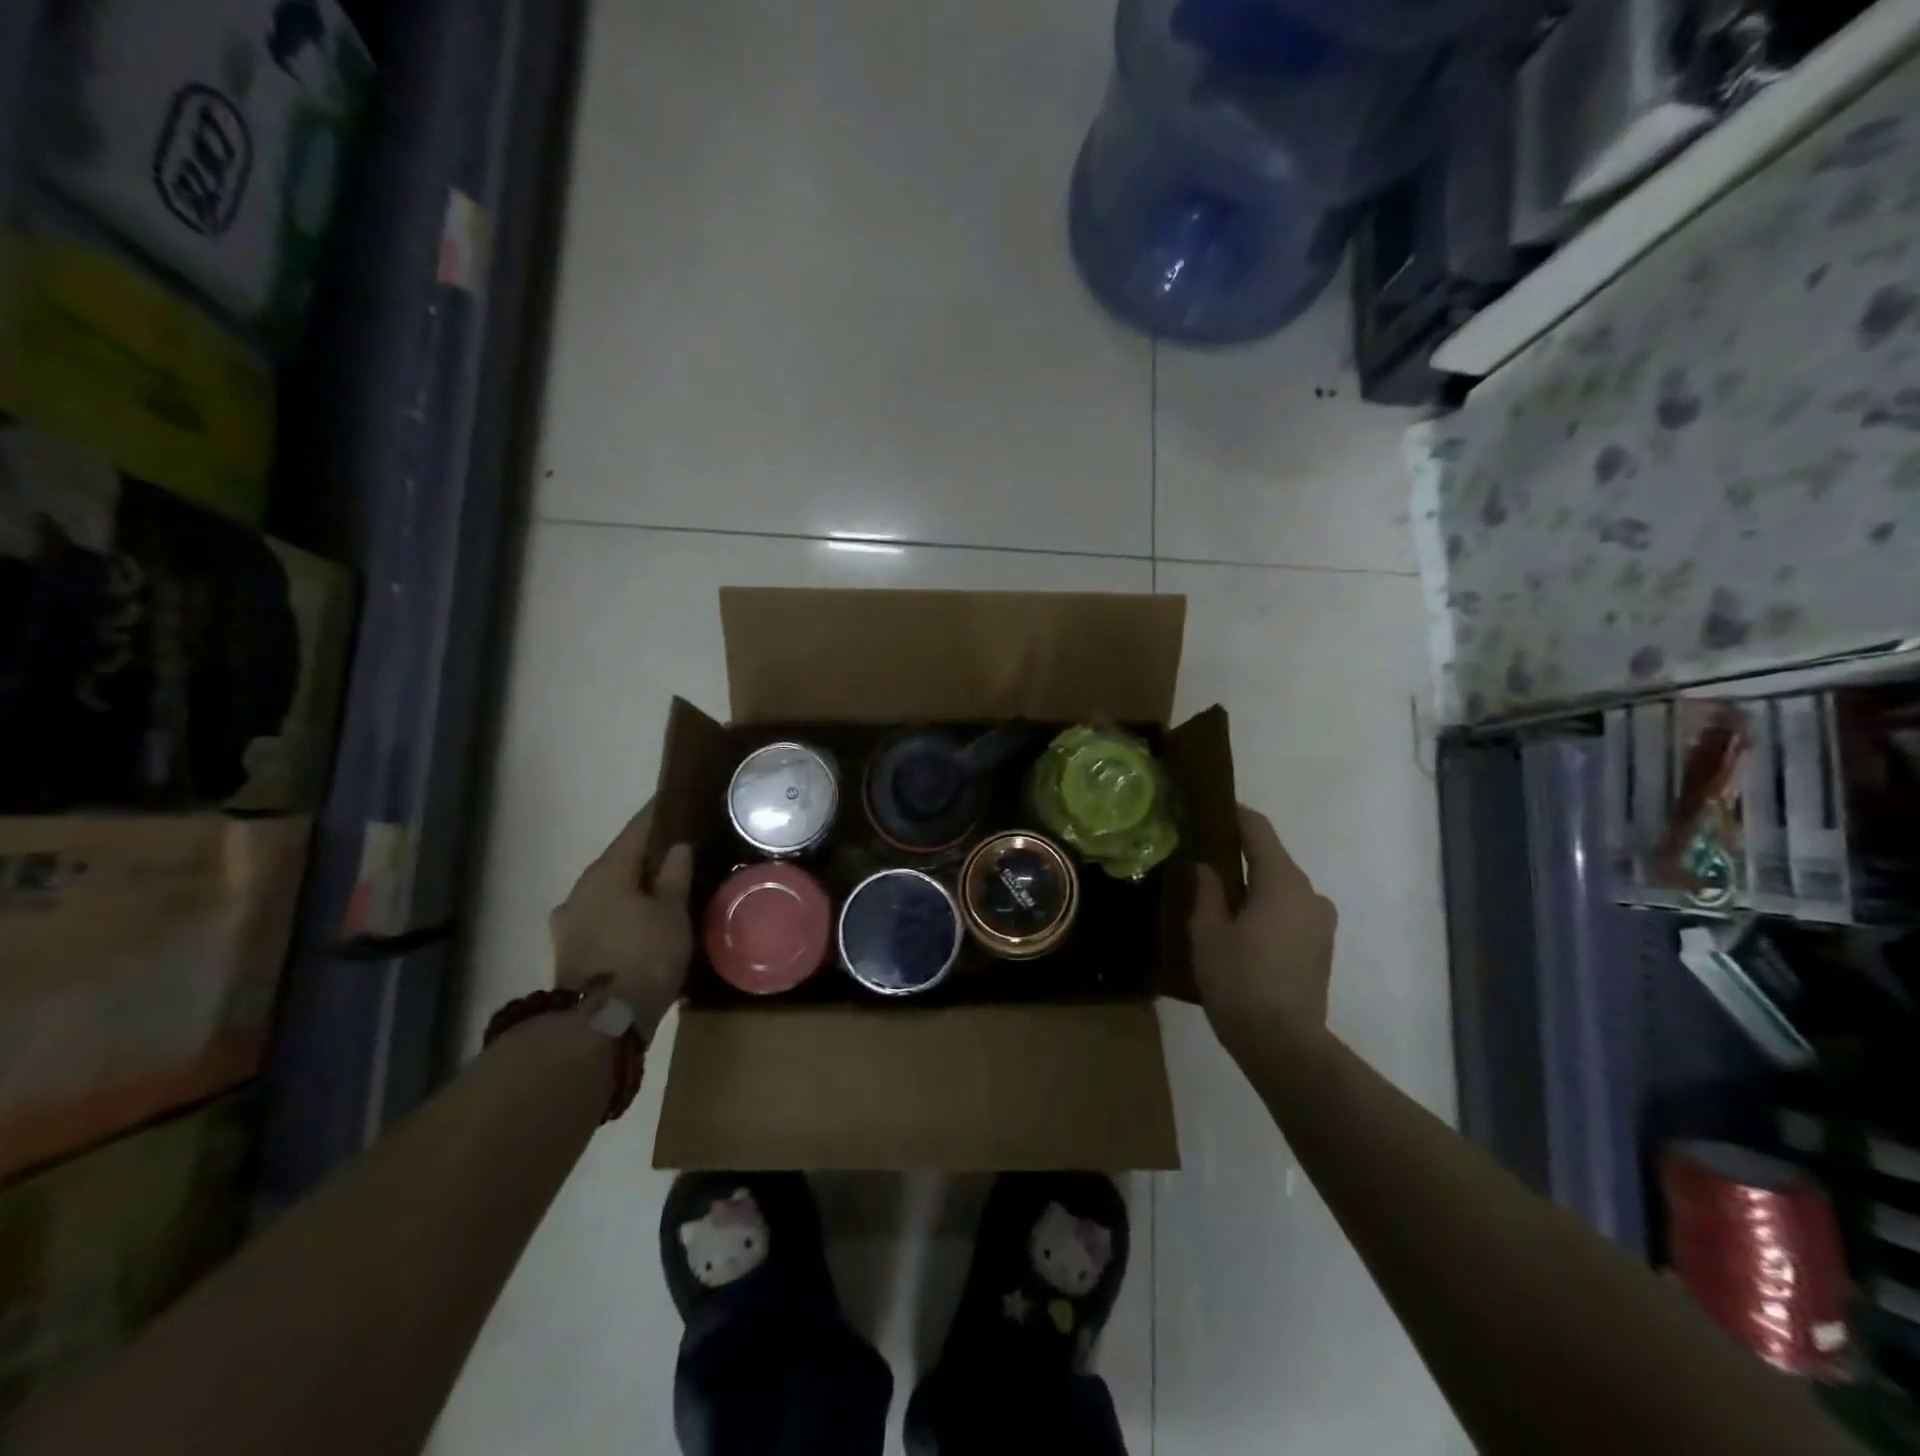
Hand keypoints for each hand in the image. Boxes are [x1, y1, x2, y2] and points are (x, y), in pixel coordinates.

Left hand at [549, 800, 693, 1036]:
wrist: (598, 1023)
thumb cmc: (643, 957)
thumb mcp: (672, 912)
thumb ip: (674, 875)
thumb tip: (677, 846)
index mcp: (607, 871)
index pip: (636, 830)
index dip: (657, 814)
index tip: (673, 800)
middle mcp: (581, 889)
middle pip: (620, 861)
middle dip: (646, 854)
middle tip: (678, 849)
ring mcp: (570, 921)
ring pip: (609, 891)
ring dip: (633, 886)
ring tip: (663, 888)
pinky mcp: (570, 950)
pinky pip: (603, 917)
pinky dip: (623, 912)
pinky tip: (641, 922)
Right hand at [1190, 805, 1337, 1065]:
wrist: (1283, 1044)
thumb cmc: (1239, 980)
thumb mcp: (1208, 932)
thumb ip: (1207, 892)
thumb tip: (1207, 867)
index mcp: (1282, 881)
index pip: (1258, 830)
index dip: (1233, 815)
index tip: (1208, 808)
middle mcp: (1309, 894)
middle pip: (1271, 859)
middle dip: (1238, 856)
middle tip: (1201, 859)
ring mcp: (1320, 923)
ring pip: (1280, 889)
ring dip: (1252, 886)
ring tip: (1216, 898)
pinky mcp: (1321, 948)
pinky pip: (1289, 912)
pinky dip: (1265, 909)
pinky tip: (1239, 927)